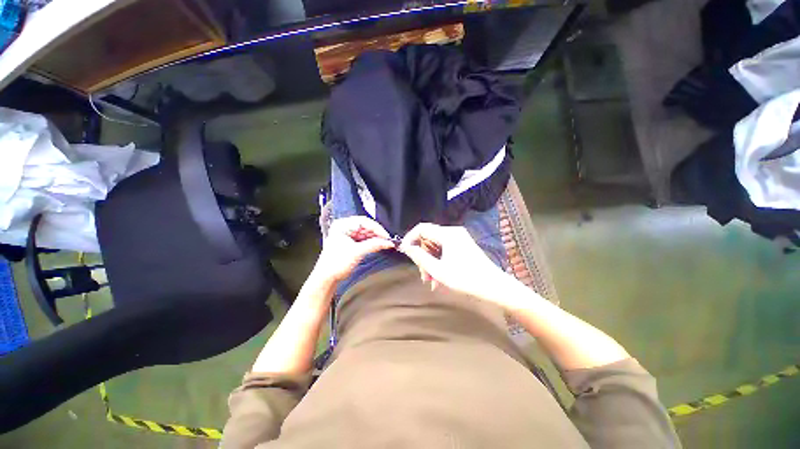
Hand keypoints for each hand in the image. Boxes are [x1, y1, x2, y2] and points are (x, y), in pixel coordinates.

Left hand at [312, 216, 394, 283]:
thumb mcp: (357, 252)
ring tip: (384, 243)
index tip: (386, 236)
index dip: (377, 228)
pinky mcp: (350, 242)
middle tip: (387, 240)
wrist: (326, 278)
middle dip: (377, 233)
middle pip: (365, 226)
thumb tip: (388, 242)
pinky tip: (378, 245)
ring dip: (375, 238)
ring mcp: (347, 234)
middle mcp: (344, 227)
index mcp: (342, 225)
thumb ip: (374, 245)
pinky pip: (364, 238)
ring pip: (366, 232)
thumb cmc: (336, 264)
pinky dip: (371, 242)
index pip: (363, 221)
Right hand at [398, 223, 510, 302]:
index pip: (422, 228)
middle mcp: (453, 232)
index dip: (410, 238)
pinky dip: (439, 262)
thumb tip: (406, 247)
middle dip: (422, 256)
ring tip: (430, 281)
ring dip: (430, 262)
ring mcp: (459, 238)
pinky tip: (438, 278)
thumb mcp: (438, 270)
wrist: (494, 286)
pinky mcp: (463, 245)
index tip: (404, 252)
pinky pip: (444, 250)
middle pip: (429, 239)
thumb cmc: (466, 278)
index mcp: (447, 234)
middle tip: (422, 275)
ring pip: (436, 246)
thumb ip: (419, 257)